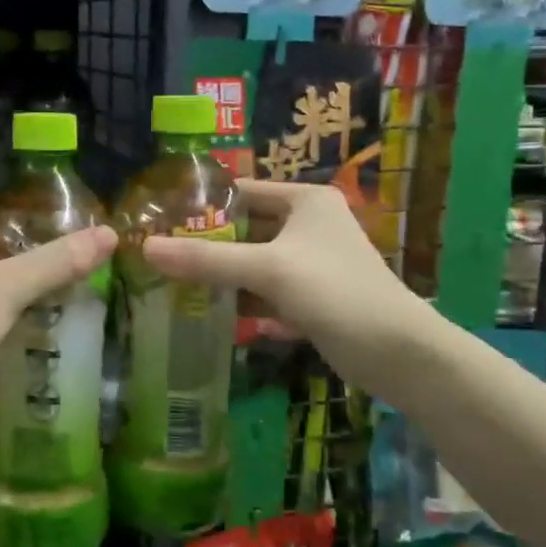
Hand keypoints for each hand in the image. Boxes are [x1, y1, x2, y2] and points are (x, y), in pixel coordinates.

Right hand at [141, 180, 433, 397]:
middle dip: (208, 245)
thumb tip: (146, 248)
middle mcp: (310, 225)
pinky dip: (246, 303)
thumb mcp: (269, 270)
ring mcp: (312, 264)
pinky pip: (268, 294)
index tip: (159, 219)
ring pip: (255, 265)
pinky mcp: (314, 299)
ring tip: (175, 287)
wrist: (399, 354)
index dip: (202, 203)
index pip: (242, 192)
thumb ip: (207, 259)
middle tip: (161, 258)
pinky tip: (214, 318)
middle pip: (246, 230)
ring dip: (224, 278)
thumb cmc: (336, 292)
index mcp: (306, 200)